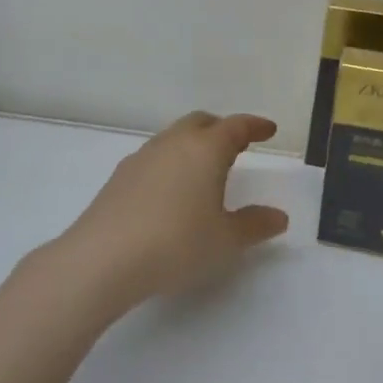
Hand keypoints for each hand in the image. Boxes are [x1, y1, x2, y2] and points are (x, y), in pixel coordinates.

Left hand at [58, 112, 289, 310]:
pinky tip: (171, 191)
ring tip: (205, 169)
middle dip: (222, 129)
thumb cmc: (176, 243)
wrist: (103, 259)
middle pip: (201, 123)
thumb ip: (255, 225)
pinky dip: (171, 163)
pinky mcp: (119, 178)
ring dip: (193, 145)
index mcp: (205, 150)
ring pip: (174, 138)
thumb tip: (278, 217)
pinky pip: (154, 158)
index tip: (268, 130)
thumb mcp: (226, 240)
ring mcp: (141, 158)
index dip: (255, 126)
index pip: (235, 126)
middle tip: (238, 146)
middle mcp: (173, 144)